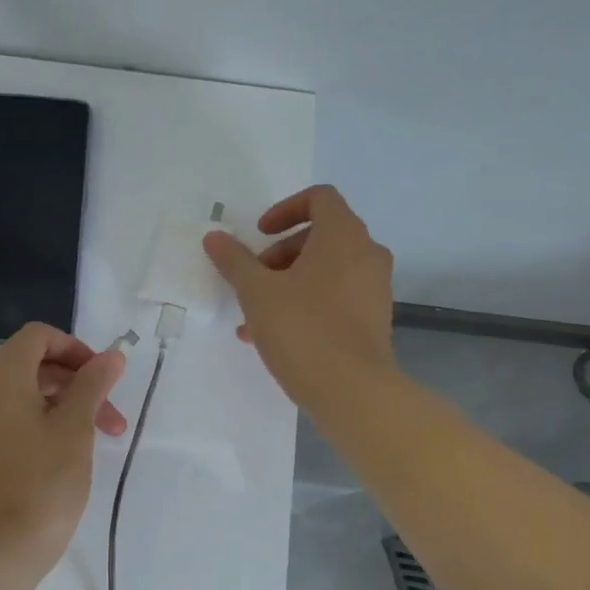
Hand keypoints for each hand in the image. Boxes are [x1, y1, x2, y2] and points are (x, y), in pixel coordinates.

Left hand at [0, 322, 127, 572]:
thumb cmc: (42, 482)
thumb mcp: (76, 428)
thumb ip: (93, 384)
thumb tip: (111, 356)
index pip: (39, 337)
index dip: (77, 350)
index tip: (106, 378)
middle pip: (33, 364)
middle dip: (78, 384)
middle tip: (112, 418)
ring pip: (23, 393)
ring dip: (64, 405)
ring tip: (99, 438)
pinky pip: (8, 416)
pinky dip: (39, 421)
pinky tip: (67, 450)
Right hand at [203, 184, 395, 406]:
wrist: (353, 391)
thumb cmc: (303, 329)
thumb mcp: (257, 292)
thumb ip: (234, 260)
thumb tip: (215, 237)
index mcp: (343, 235)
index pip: (320, 198)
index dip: (285, 209)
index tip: (260, 235)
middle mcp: (367, 254)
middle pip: (321, 236)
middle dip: (280, 254)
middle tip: (254, 278)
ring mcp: (374, 289)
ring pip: (326, 272)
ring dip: (288, 284)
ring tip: (254, 316)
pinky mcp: (374, 320)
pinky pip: (336, 298)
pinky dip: (307, 304)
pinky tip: (274, 336)